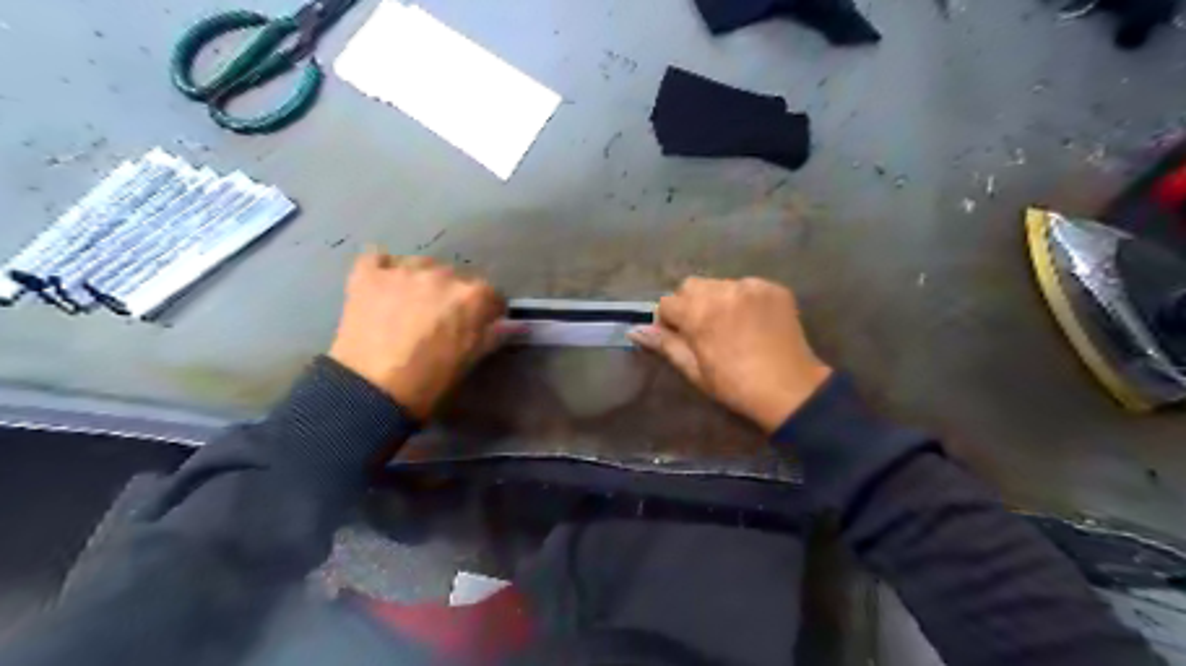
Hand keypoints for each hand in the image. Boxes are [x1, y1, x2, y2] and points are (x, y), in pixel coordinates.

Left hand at [327, 253, 504, 417]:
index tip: (479, 325)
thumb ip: (494, 335)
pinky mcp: (369, 273)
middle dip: (452, 295)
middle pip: (456, 278)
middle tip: (440, 319)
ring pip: (421, 265)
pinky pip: (379, 259)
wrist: (371, 391)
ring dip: (421, 281)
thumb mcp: (470, 360)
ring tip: (409, 306)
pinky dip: (384, 270)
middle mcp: (443, 274)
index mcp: (473, 296)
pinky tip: (383, 288)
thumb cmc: (430, 381)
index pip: (491, 295)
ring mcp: (404, 270)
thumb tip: (515, 325)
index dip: (486, 311)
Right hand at [629, 275, 831, 431]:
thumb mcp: (694, 370)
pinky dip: (743, 299)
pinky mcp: (773, 288)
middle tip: (703, 330)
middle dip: (690, 304)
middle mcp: (722, 290)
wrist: (790, 389)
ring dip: (716, 299)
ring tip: (731, 325)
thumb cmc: (735, 386)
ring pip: (718, 283)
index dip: (669, 321)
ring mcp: (751, 286)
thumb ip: (665, 344)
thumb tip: (634, 330)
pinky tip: (753, 322)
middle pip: (690, 286)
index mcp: (698, 313)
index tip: (681, 338)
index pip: (667, 302)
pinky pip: (746, 286)